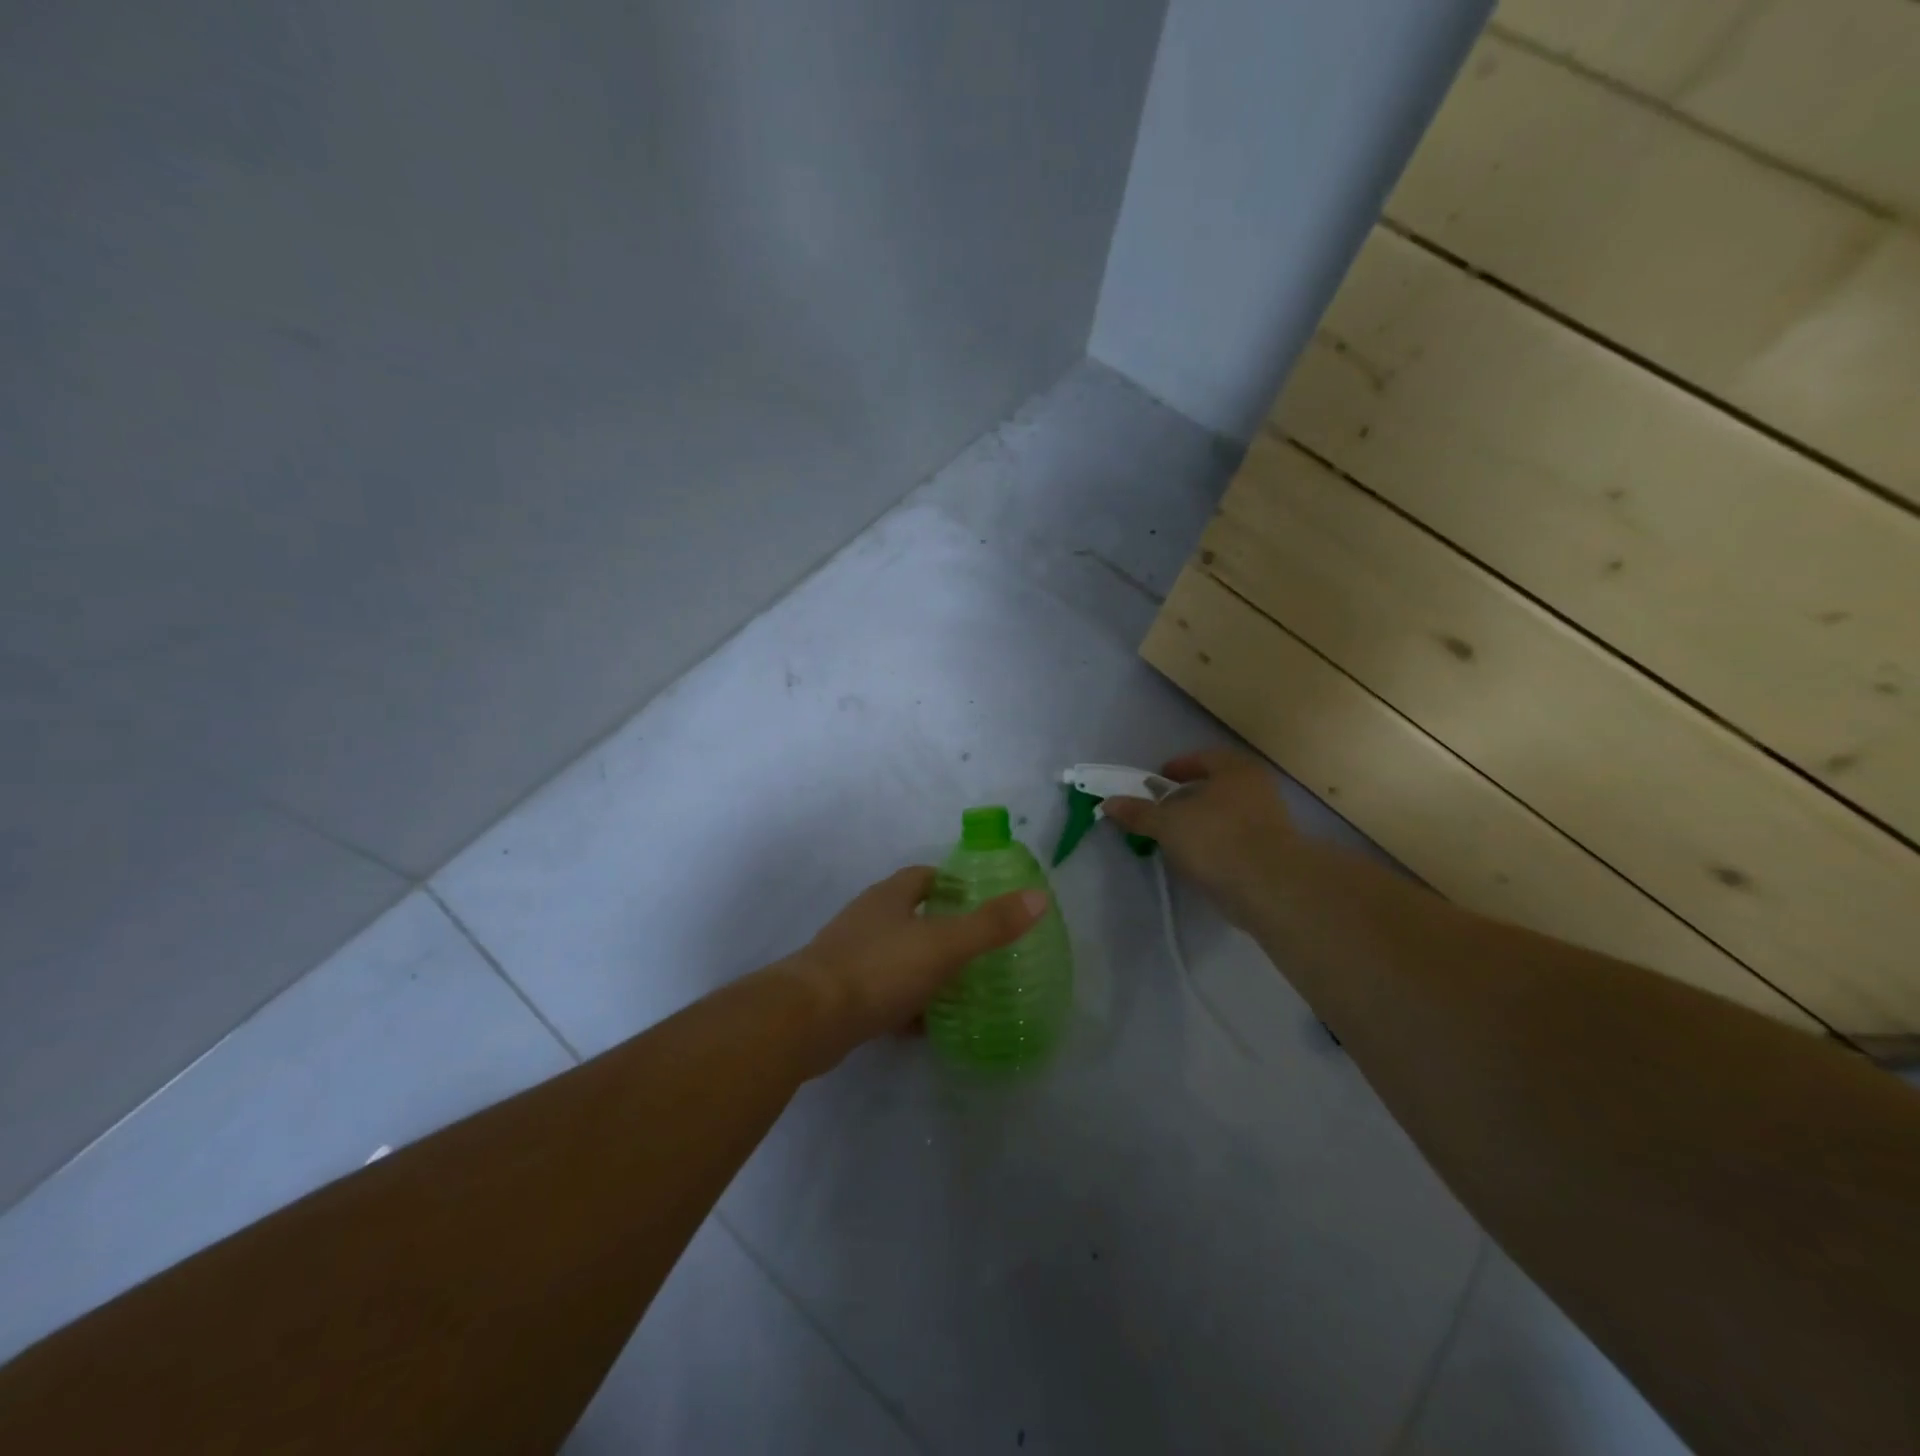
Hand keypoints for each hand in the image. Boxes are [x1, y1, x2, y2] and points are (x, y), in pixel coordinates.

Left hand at [785, 867, 1047, 1063]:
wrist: (808, 1019)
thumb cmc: (879, 968)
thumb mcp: (944, 945)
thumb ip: (991, 924)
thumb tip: (1039, 896)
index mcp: (889, 897)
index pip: (923, 876)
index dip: (952, 883)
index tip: (979, 900)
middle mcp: (867, 920)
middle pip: (909, 915)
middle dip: (941, 928)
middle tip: (977, 948)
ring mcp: (849, 957)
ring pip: (896, 955)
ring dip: (923, 967)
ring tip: (959, 987)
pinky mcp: (839, 994)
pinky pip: (882, 991)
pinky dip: (904, 1003)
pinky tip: (924, 1025)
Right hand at [1102, 749, 1297, 928]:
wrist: (1272, 887)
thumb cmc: (1217, 839)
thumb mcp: (1167, 824)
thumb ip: (1138, 813)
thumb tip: (1108, 803)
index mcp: (1235, 770)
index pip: (1204, 758)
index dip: (1178, 766)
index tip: (1158, 779)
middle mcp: (1257, 788)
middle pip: (1217, 786)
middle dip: (1189, 796)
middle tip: (1163, 809)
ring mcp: (1269, 821)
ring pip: (1227, 814)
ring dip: (1202, 823)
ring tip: (1175, 838)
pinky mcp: (1273, 853)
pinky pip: (1236, 840)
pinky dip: (1216, 845)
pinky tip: (1198, 860)